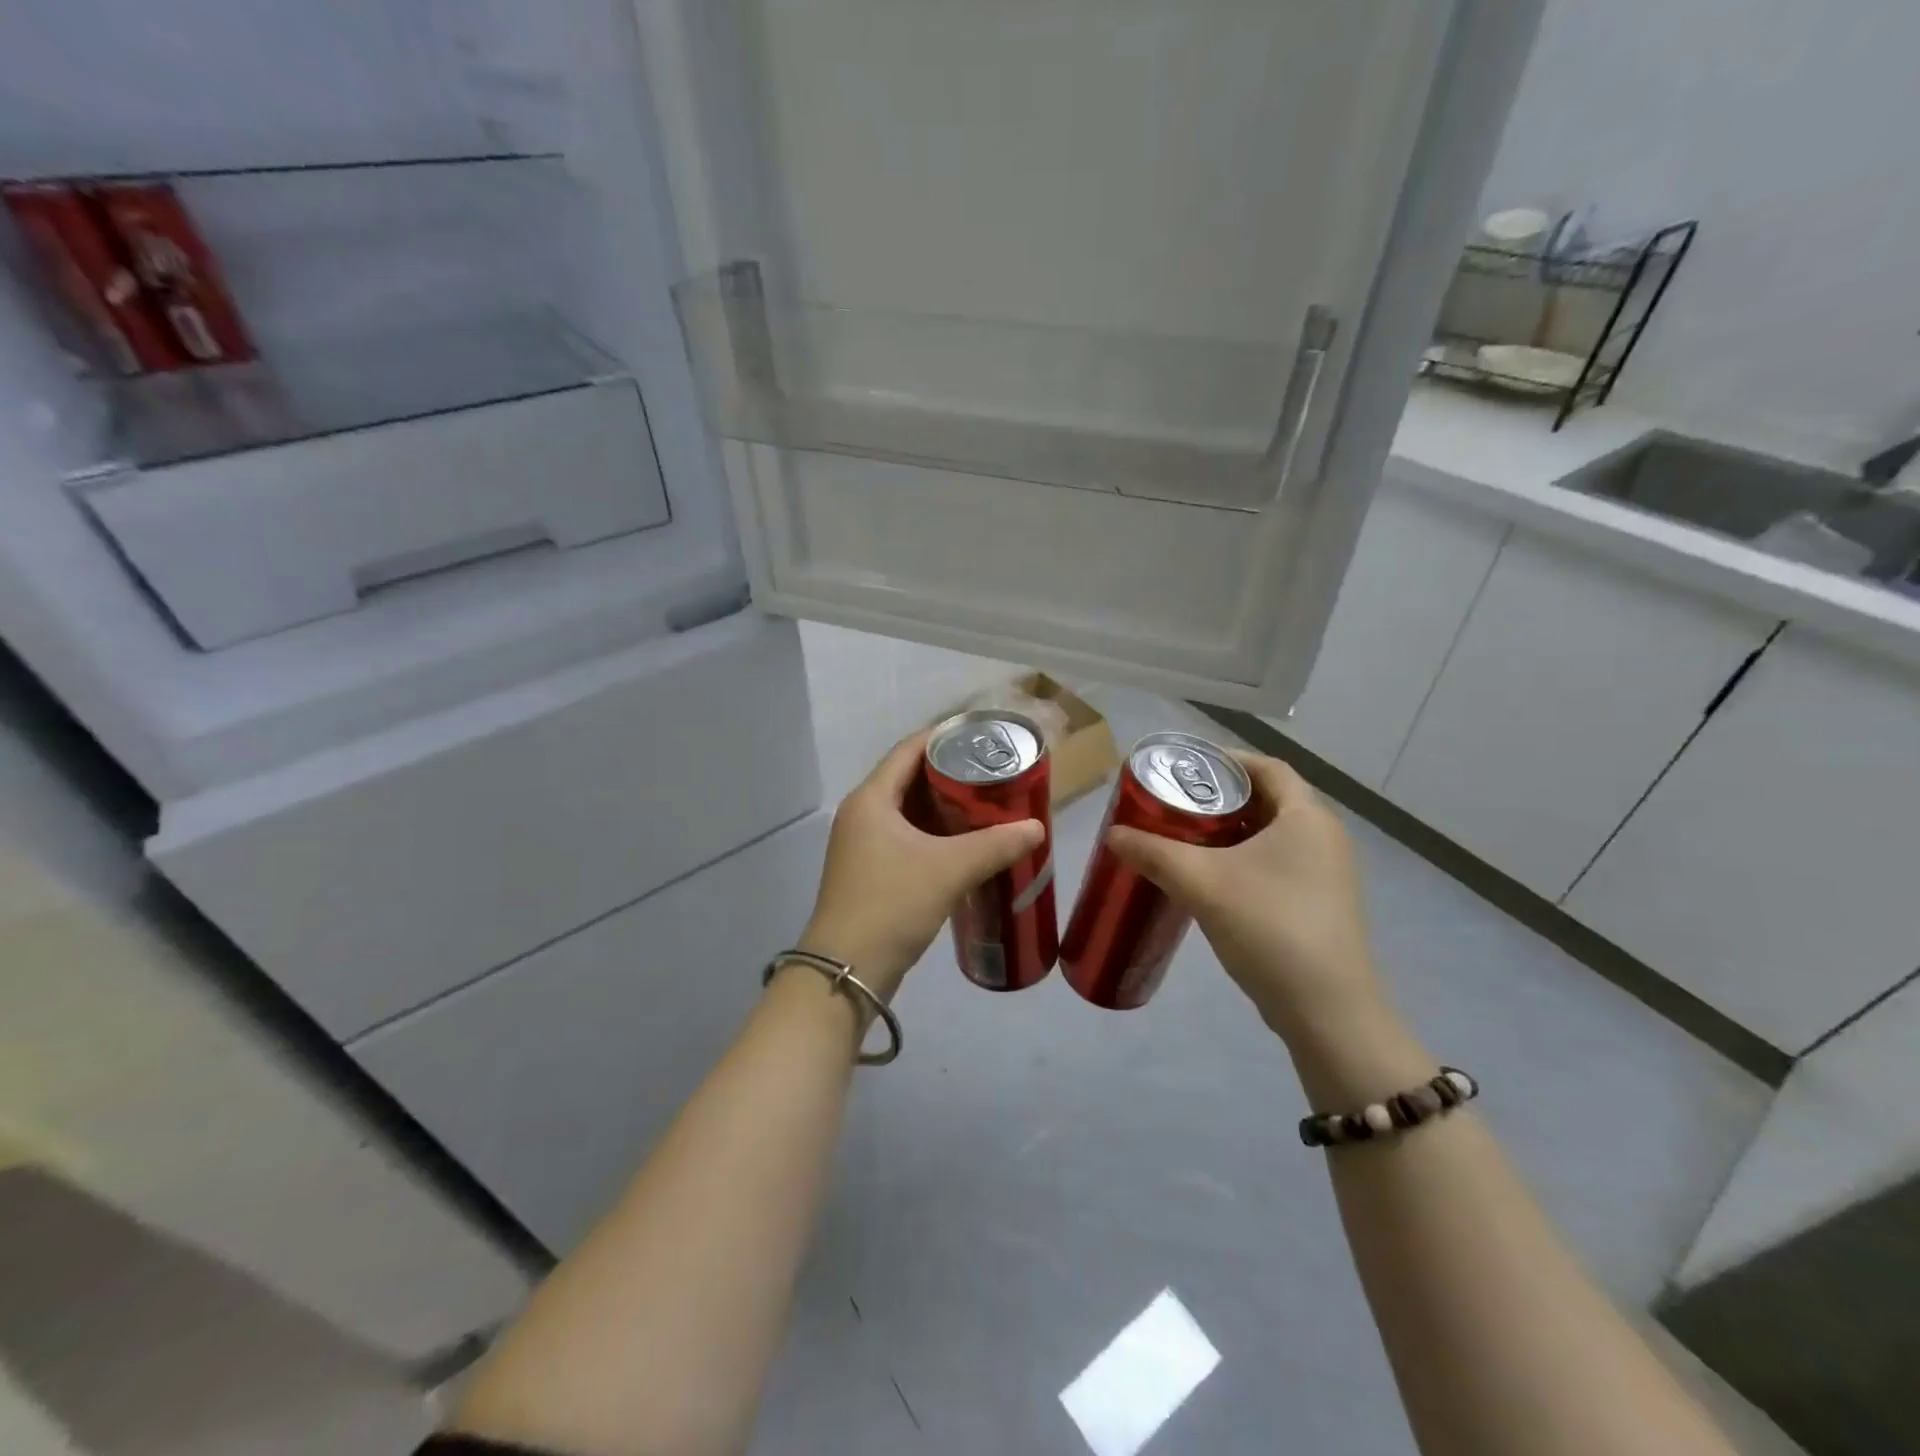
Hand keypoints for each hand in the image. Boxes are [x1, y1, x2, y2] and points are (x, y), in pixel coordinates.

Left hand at [798, 732, 1044, 999]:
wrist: (846, 972)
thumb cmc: (892, 904)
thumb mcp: (949, 869)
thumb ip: (996, 845)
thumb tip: (1037, 827)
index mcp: (872, 799)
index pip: (909, 750)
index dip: (944, 737)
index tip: (982, 736)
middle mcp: (862, 814)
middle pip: (909, 779)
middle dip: (951, 774)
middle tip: (994, 773)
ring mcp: (863, 845)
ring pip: (909, 812)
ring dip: (945, 808)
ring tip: (988, 805)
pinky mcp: (870, 873)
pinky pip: (907, 839)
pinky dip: (935, 835)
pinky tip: (966, 845)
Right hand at [1108, 751, 1382, 1041]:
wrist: (1327, 1012)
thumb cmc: (1270, 927)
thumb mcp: (1202, 884)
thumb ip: (1153, 853)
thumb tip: (1113, 834)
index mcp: (1307, 817)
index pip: (1267, 767)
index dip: (1226, 760)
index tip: (1185, 767)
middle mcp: (1324, 837)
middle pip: (1267, 799)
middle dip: (1220, 798)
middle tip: (1174, 804)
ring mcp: (1326, 874)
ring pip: (1270, 835)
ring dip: (1228, 832)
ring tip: (1183, 838)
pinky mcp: (1319, 905)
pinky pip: (1276, 864)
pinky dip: (1242, 860)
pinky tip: (1209, 880)